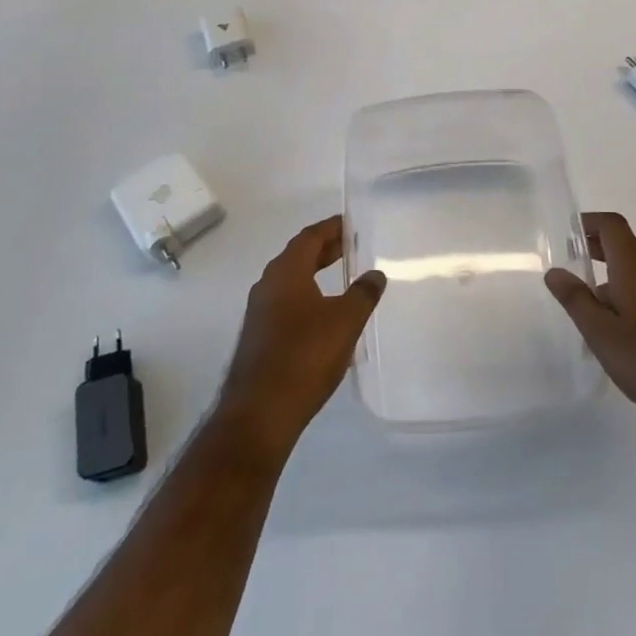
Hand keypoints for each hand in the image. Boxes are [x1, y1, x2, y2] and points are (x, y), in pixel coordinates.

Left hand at [216, 216, 384, 458]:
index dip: (331, 228)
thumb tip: (375, 274)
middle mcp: (267, 285)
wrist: (260, 412)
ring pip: (291, 281)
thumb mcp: (345, 321)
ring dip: (315, 274)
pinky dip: (308, 297)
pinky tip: (326, 315)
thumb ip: (363, 294)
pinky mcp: (260, 337)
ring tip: (343, 277)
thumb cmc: (304, 356)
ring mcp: (260, 313)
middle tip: (351, 246)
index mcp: (285, 272)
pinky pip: (287, 303)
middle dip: (324, 250)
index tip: (350, 223)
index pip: (309, 237)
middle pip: (298, 257)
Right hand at [546, 212, 635, 445]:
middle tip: (571, 264)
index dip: (589, 223)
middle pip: (626, 247)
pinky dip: (629, 297)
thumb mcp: (602, 334)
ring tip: (588, 305)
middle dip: (597, 249)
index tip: (567, 234)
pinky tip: (618, 332)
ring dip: (612, 277)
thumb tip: (555, 271)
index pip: (613, 226)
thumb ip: (577, 300)